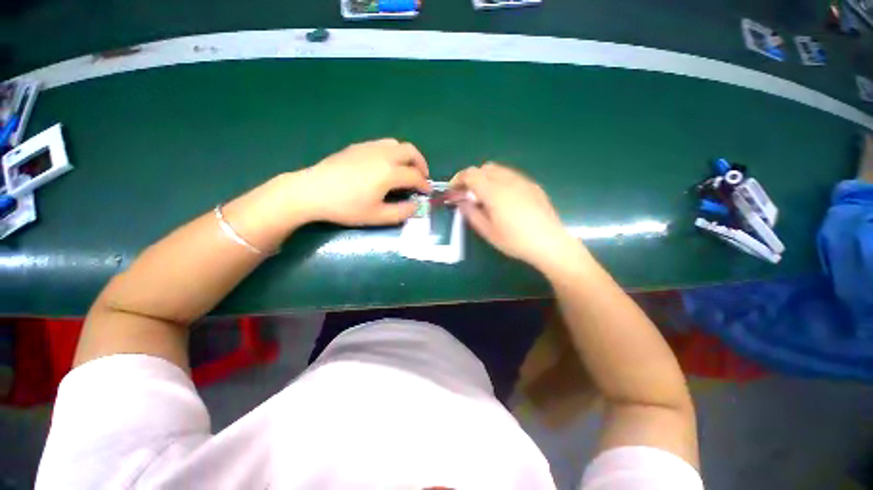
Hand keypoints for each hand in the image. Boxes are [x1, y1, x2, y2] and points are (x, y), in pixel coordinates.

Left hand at [293, 139, 430, 225]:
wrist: (312, 191)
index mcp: (390, 172)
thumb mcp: (377, 216)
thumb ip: (402, 212)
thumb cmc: (346, 207)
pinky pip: (383, 144)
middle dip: (421, 164)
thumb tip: (416, 206)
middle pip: (411, 152)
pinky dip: (393, 153)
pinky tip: (385, 166)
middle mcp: (383, 155)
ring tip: (406, 170)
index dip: (424, 185)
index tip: (427, 193)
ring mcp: (369, 147)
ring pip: (397, 144)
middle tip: (421, 178)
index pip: (415, 176)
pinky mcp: (357, 146)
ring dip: (407, 156)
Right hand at [451, 163, 579, 270]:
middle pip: (484, 168)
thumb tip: (462, 201)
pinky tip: (503, 199)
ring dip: (486, 178)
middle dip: (472, 178)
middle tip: (468, 194)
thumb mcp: (488, 231)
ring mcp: (523, 181)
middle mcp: (508, 180)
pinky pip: (511, 175)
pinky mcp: (532, 185)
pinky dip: (500, 181)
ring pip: (498, 170)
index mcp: (494, 192)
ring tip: (485, 196)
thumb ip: (471, 213)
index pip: (471, 174)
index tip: (453, 190)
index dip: (458, 179)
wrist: (550, 243)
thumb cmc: (515, 241)